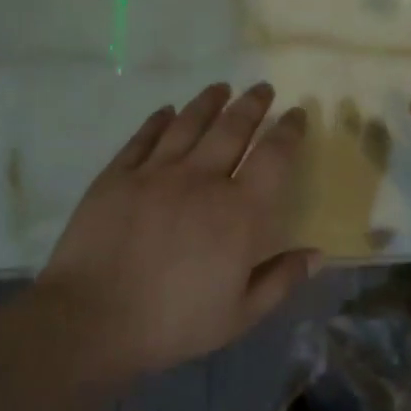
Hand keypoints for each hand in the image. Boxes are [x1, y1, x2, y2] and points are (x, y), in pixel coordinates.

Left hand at [36, 82, 318, 375]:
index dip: (289, 131)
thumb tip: (318, 254)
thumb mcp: (240, 315)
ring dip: (209, 102)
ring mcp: (155, 173)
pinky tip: (167, 111)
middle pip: (232, 128)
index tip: (296, 114)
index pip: (274, 157)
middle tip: (262, 89)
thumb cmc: (173, 323)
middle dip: (252, 104)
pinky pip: (144, 138)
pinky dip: (159, 120)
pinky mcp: (117, 175)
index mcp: (238, 212)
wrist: (92, 320)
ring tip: (221, 87)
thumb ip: (281, 280)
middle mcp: (201, 180)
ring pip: (188, 124)